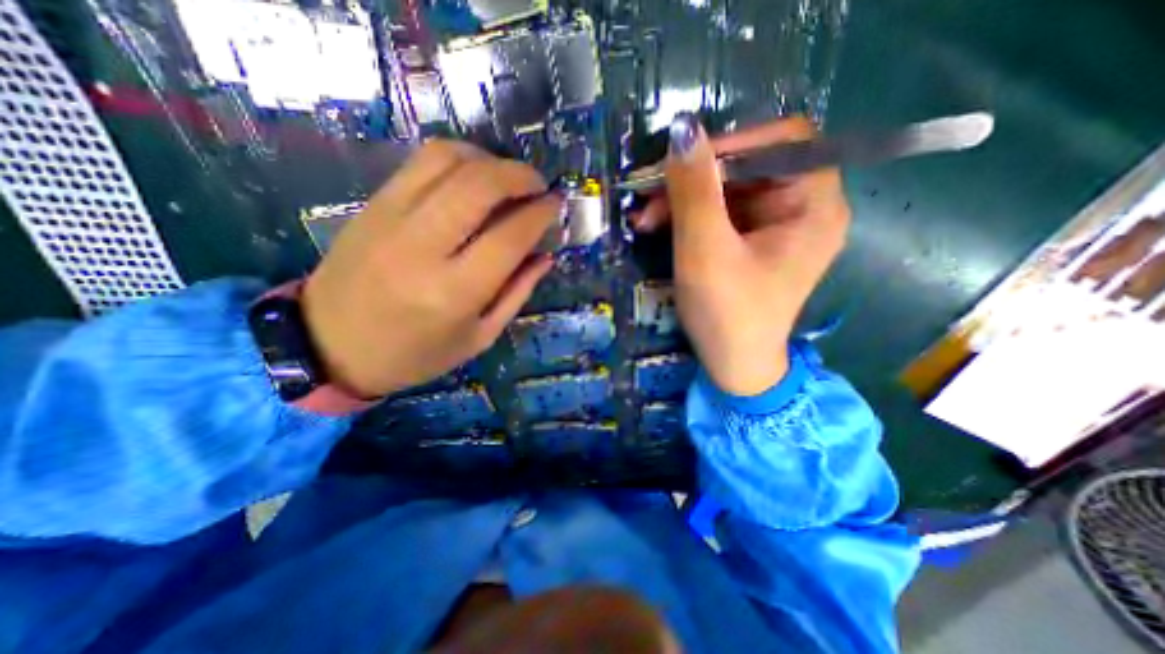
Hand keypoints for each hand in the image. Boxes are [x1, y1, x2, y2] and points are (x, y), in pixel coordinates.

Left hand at [296, 138, 557, 396]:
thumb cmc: (416, 353)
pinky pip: (421, 162)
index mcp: (455, 292)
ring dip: (489, 160)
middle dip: (520, 175)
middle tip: (539, 185)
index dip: (540, 214)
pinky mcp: (374, 204)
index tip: (556, 206)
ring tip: (507, 178)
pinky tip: (473, 175)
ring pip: (448, 160)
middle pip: (480, 185)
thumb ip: (517, 293)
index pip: (510, 236)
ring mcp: (392, 219)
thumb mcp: (479, 337)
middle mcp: (423, 248)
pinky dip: (457, 157)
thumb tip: (546, 255)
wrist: (330, 346)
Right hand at [637, 116, 852, 395]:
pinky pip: (720, 213)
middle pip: (748, 166)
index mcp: (813, 204)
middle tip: (648, 197)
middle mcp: (802, 208)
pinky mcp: (752, 242)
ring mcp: (776, 226)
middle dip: (694, 179)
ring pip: (727, 190)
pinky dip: (688, 217)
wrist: (733, 367)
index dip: (731, 144)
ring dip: (683, 199)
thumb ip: (694, 190)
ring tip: (645, 219)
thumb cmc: (727, 314)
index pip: (782, 141)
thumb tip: (681, 129)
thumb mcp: (705, 251)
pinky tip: (659, 228)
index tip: (681, 163)